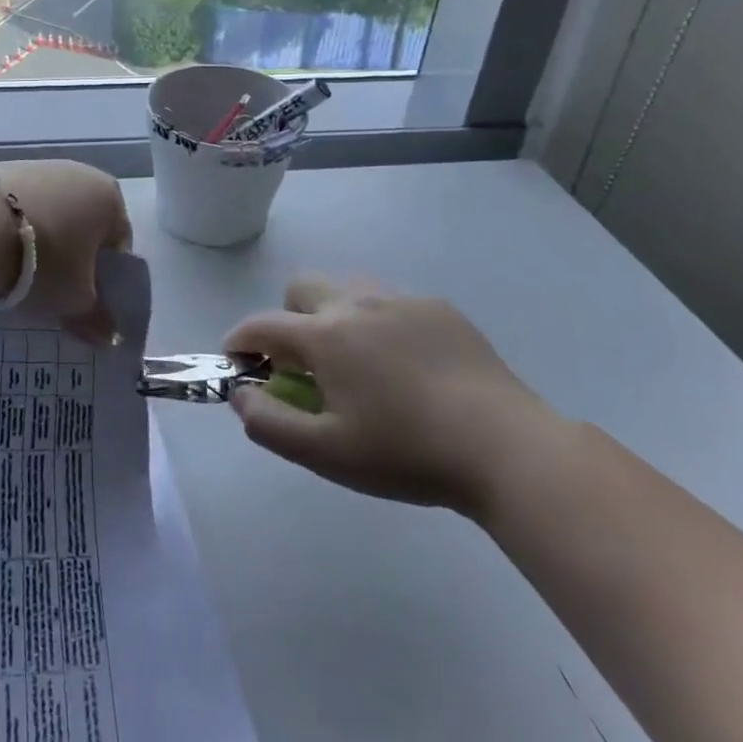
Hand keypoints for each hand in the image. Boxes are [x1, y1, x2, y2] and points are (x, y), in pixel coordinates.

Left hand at [0, 160, 131, 341]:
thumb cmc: (43, 261)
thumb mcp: (74, 299)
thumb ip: (97, 319)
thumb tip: (111, 338)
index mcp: (109, 197)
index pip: (119, 243)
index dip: (105, 277)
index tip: (85, 299)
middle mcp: (80, 172)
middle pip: (85, 224)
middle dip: (74, 255)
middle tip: (54, 288)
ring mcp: (39, 166)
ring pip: (52, 212)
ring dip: (44, 239)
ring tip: (20, 271)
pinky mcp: (3, 167)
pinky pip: (20, 204)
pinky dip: (16, 225)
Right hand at [224, 276, 562, 515]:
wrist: (505, 447)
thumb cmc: (406, 452)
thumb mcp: (326, 453)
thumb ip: (269, 423)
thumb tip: (241, 395)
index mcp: (324, 335)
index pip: (261, 324)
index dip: (239, 341)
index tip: (236, 362)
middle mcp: (356, 303)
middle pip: (301, 288)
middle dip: (288, 318)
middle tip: (305, 365)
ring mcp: (402, 300)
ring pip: (347, 289)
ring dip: (333, 315)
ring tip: (357, 363)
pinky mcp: (440, 309)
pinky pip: (392, 303)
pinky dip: (380, 324)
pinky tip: (407, 367)